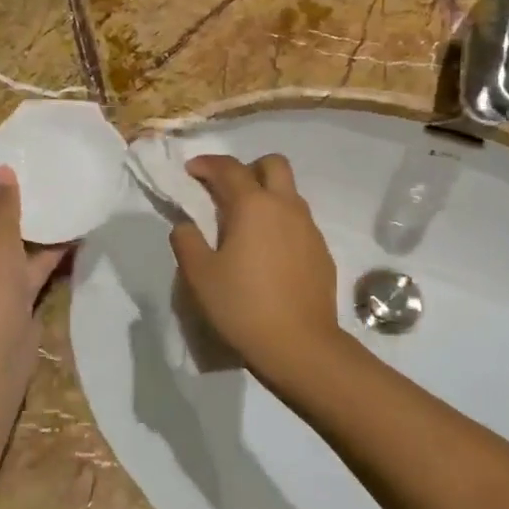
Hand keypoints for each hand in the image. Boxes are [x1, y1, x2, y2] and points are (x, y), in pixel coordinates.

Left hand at [0, 168, 67, 373]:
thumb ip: (6, 206)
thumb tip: (4, 170)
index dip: (2, 196)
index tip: (30, 180)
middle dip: (24, 216)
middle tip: (51, 193)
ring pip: (18, 253)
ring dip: (40, 237)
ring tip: (67, 210)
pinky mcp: (15, 300)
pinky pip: (32, 271)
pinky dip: (49, 258)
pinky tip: (74, 240)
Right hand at [169, 154, 345, 385]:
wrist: (299, 345)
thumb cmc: (242, 306)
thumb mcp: (199, 275)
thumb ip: (186, 241)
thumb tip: (185, 224)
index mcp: (253, 206)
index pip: (230, 168)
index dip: (207, 164)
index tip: (191, 170)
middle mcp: (286, 207)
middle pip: (273, 165)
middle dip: (249, 168)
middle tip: (227, 191)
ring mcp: (309, 228)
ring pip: (290, 193)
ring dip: (268, 196)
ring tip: (246, 225)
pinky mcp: (322, 252)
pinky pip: (300, 222)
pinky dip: (282, 223)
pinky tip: (269, 254)